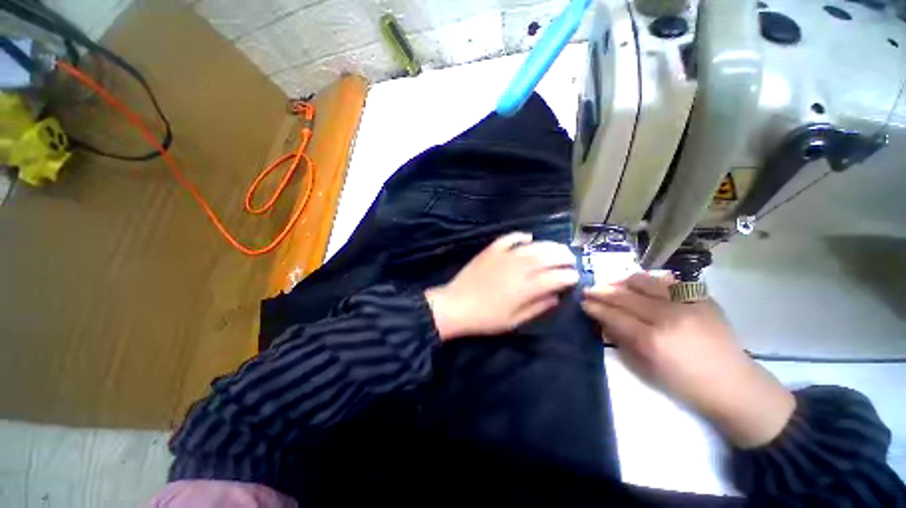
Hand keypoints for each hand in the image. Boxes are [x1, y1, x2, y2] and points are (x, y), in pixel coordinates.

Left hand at [425, 232, 577, 340]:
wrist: (455, 305)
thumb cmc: (485, 318)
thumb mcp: (514, 321)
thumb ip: (538, 307)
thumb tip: (556, 296)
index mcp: (526, 288)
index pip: (557, 277)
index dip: (570, 276)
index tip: (575, 278)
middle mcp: (519, 268)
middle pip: (549, 257)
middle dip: (565, 257)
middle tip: (571, 260)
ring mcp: (504, 256)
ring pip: (534, 246)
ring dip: (549, 246)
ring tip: (558, 249)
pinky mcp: (491, 250)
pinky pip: (510, 238)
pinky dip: (521, 236)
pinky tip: (529, 238)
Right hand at [581, 273, 795, 447]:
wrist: (734, 385)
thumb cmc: (685, 384)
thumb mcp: (645, 368)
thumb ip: (620, 339)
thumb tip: (602, 320)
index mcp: (652, 340)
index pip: (614, 314)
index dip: (595, 306)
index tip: (583, 301)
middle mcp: (667, 316)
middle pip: (625, 295)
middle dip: (602, 291)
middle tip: (589, 290)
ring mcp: (687, 304)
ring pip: (644, 281)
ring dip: (623, 281)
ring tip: (613, 283)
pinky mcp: (702, 298)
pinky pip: (668, 281)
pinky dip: (649, 280)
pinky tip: (641, 284)